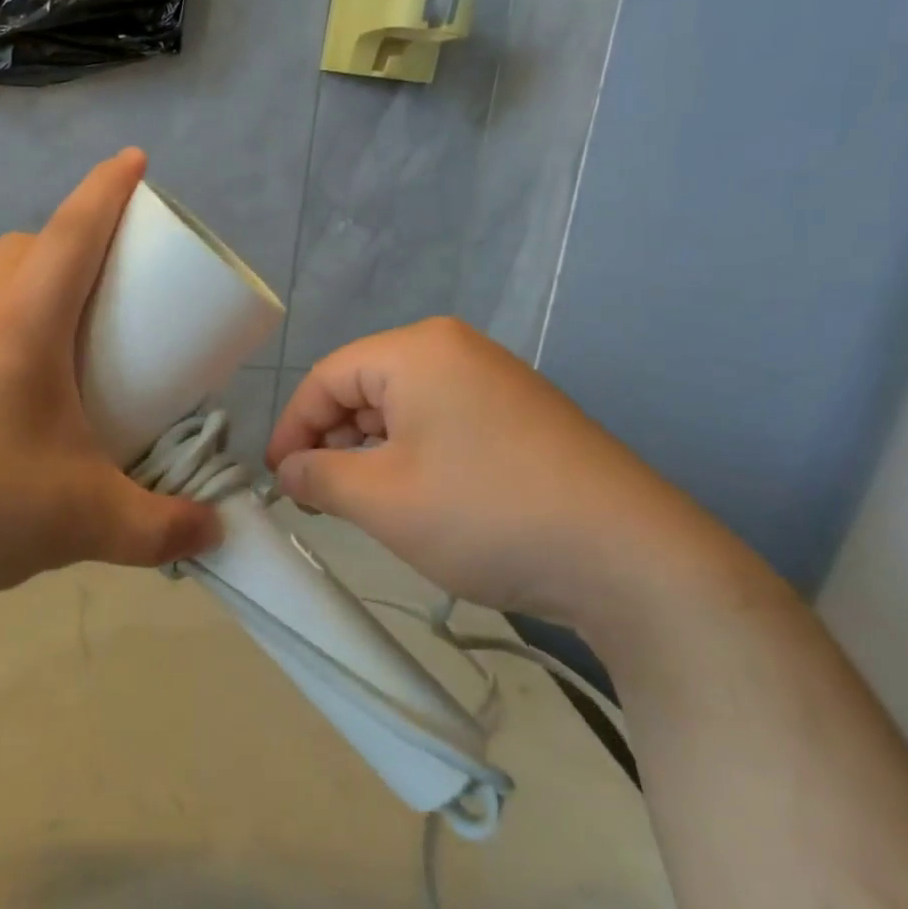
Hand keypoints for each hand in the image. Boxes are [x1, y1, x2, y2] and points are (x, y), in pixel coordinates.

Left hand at [0, 149, 221, 623]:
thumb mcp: (83, 521)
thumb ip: (160, 531)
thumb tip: (212, 532)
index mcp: (19, 329)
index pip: (71, 233)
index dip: (107, 189)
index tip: (133, 159)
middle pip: (20, 250)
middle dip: (66, 247)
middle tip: (102, 292)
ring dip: (22, 302)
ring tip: (54, 365)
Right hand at [266, 318, 728, 631]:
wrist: (631, 559)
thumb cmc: (485, 513)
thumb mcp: (380, 499)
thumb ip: (317, 477)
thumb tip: (288, 471)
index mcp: (417, 350)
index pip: (327, 377)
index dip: (292, 427)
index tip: (276, 479)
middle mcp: (456, 350)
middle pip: (365, 388)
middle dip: (332, 442)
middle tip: (318, 498)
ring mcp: (495, 380)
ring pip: (403, 408)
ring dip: (371, 454)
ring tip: (364, 505)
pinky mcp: (522, 415)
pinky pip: (443, 423)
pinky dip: (413, 456)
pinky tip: (416, 500)